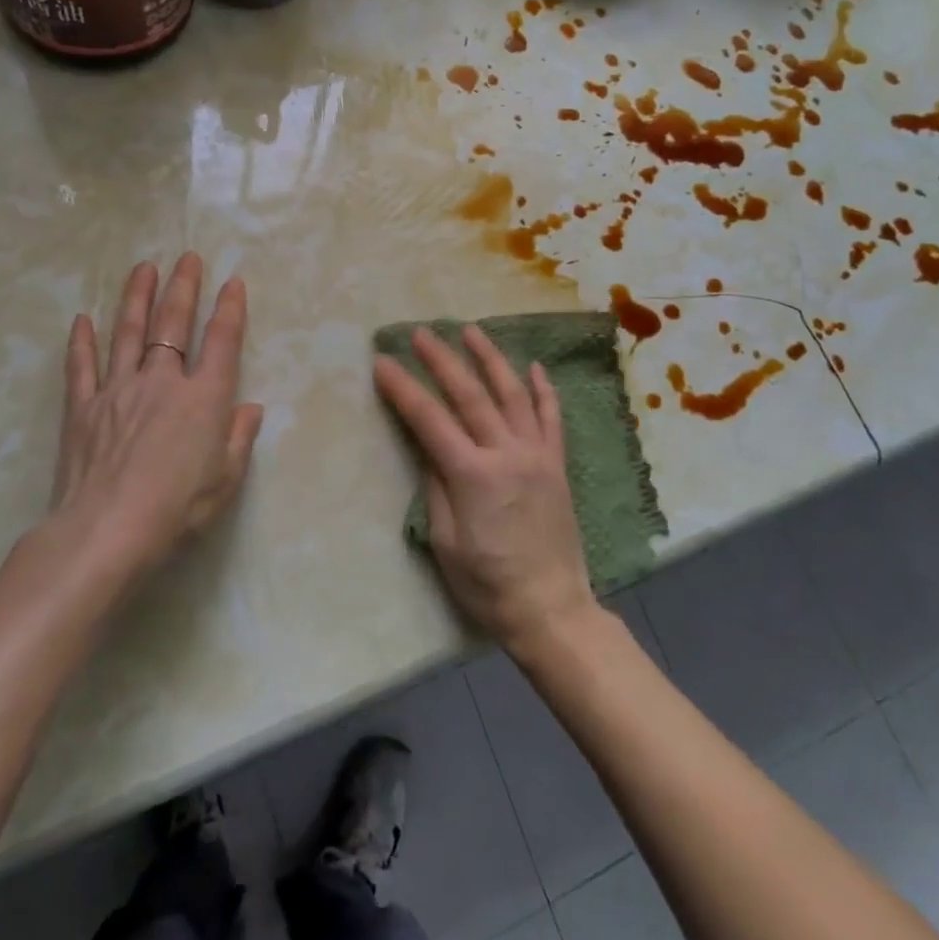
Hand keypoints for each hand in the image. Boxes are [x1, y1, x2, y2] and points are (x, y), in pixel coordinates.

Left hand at [45, 254, 263, 592]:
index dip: (230, 309)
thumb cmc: (177, 508)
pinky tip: (83, 319)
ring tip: (143, 268)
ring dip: (136, 297)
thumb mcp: (226, 479)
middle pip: (173, 324)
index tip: (233, 283)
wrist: (106, 530)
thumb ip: (239, 438)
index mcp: (203, 398)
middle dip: (183, 288)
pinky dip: (82, 341)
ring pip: (128, 332)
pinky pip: (82, 366)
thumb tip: (250, 408)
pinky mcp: (83, 407)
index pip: (222, 341)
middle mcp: (162, 381)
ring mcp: (118, 389)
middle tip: (187, 258)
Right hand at [373, 326, 596, 659]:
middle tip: (421, 333)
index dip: (403, 388)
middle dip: (441, 360)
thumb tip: (427, 447)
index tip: (382, 362)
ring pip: (513, 394)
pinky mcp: (556, 464)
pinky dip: (543, 390)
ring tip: (471, 331)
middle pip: (470, 395)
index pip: (429, 419)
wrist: (550, 607)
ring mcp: (536, 455)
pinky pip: (552, 418)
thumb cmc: (487, 583)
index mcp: (471, 475)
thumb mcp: (445, 542)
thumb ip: (435, 487)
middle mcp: (506, 453)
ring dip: (490, 359)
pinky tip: (534, 367)